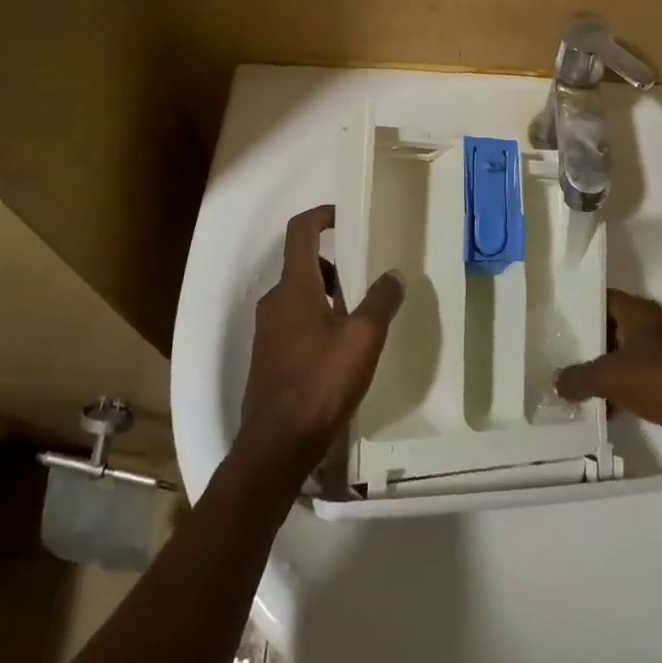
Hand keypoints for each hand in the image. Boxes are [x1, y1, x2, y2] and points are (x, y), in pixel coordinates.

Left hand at [239, 205, 404, 484]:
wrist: (275, 446)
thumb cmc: (320, 383)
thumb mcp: (362, 340)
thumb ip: (380, 302)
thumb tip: (394, 274)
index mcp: (294, 287)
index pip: (301, 231)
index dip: (322, 215)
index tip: (345, 217)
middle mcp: (275, 301)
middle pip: (302, 264)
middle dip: (334, 264)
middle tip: (365, 278)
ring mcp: (267, 330)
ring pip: (299, 296)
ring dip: (327, 296)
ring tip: (359, 318)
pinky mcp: (268, 357)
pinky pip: (293, 322)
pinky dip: (316, 320)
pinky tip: (340, 350)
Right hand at [557, 290, 661, 464]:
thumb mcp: (611, 378)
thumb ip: (579, 378)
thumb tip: (557, 382)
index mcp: (639, 311)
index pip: (601, 299)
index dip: (578, 308)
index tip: (556, 322)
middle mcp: (656, 324)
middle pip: (613, 327)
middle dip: (589, 344)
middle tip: (561, 357)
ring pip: (629, 355)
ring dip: (608, 370)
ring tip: (579, 386)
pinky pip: (645, 377)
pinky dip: (627, 389)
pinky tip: (610, 409)